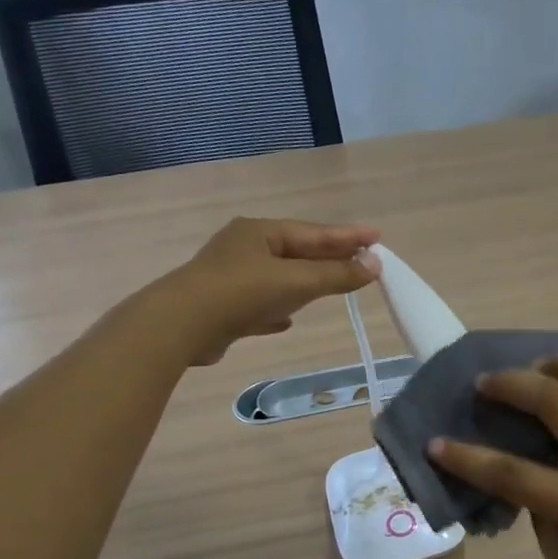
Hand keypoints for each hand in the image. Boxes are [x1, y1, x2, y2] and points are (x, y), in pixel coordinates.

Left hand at [166, 217, 380, 364]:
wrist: (180, 326)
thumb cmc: (241, 293)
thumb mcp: (296, 282)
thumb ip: (336, 274)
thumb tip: (375, 264)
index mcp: (260, 232)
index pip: (314, 232)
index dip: (348, 236)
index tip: (378, 238)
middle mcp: (244, 248)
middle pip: (298, 252)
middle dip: (329, 258)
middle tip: (362, 260)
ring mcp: (231, 277)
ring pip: (280, 278)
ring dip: (306, 282)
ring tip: (333, 286)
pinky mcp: (223, 307)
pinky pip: (261, 303)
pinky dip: (280, 307)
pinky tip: (289, 320)